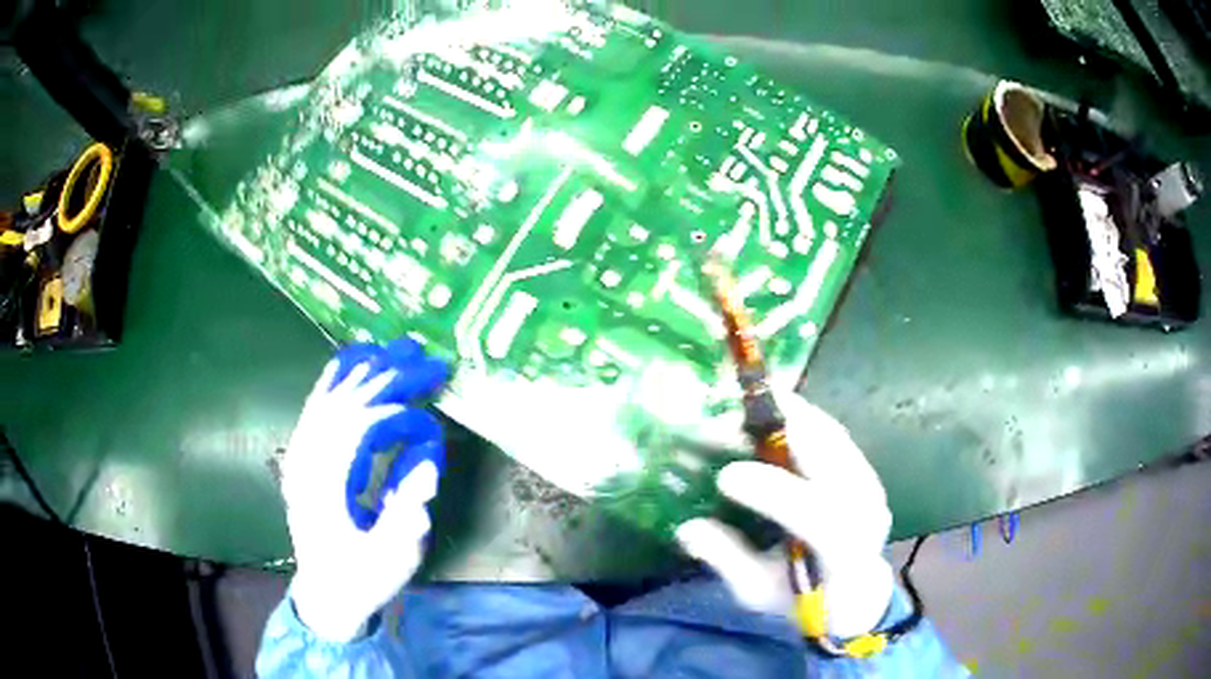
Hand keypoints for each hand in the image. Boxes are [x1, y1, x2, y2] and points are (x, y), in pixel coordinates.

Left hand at [282, 339, 448, 641]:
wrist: (326, 593)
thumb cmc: (363, 578)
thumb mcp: (394, 558)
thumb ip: (408, 512)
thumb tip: (426, 463)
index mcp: (327, 486)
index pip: (360, 428)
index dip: (400, 412)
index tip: (433, 410)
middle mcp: (307, 462)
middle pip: (344, 403)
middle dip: (387, 376)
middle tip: (425, 358)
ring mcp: (299, 457)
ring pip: (326, 397)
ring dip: (362, 370)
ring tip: (394, 350)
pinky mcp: (300, 457)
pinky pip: (314, 407)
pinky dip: (333, 380)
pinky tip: (348, 362)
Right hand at [675, 391, 894, 639]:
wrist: (853, 591)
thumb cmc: (801, 598)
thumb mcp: (758, 593)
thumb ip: (729, 561)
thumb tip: (688, 529)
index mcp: (843, 551)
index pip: (816, 516)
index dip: (772, 493)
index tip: (726, 476)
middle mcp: (866, 510)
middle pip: (831, 460)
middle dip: (781, 434)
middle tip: (732, 417)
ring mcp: (869, 484)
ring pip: (832, 438)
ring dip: (791, 417)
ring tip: (746, 405)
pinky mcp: (864, 468)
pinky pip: (833, 434)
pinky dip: (803, 419)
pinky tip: (773, 411)